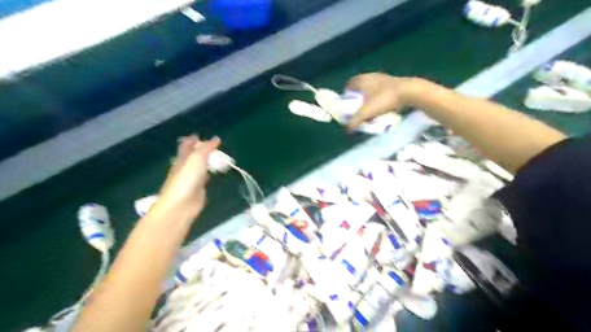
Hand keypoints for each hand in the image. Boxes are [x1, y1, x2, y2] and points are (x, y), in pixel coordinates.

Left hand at [157, 134, 221, 219]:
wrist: (181, 205)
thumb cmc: (187, 178)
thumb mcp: (197, 158)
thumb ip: (206, 148)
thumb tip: (216, 138)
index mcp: (182, 158)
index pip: (186, 145)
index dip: (191, 140)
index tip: (198, 135)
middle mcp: (185, 167)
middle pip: (192, 156)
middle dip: (199, 150)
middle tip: (212, 146)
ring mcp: (191, 179)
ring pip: (199, 167)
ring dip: (206, 162)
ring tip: (217, 158)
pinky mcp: (198, 189)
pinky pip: (204, 178)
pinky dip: (209, 174)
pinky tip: (214, 173)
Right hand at [345, 72, 421, 128]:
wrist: (409, 92)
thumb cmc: (383, 99)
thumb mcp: (366, 112)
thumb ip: (354, 121)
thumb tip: (348, 129)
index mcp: (361, 80)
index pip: (348, 85)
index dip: (346, 95)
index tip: (348, 105)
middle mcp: (369, 76)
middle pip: (359, 87)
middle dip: (357, 97)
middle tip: (358, 109)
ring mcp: (381, 77)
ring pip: (370, 88)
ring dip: (368, 97)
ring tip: (370, 108)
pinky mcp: (392, 81)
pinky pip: (380, 89)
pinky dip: (378, 96)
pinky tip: (382, 105)